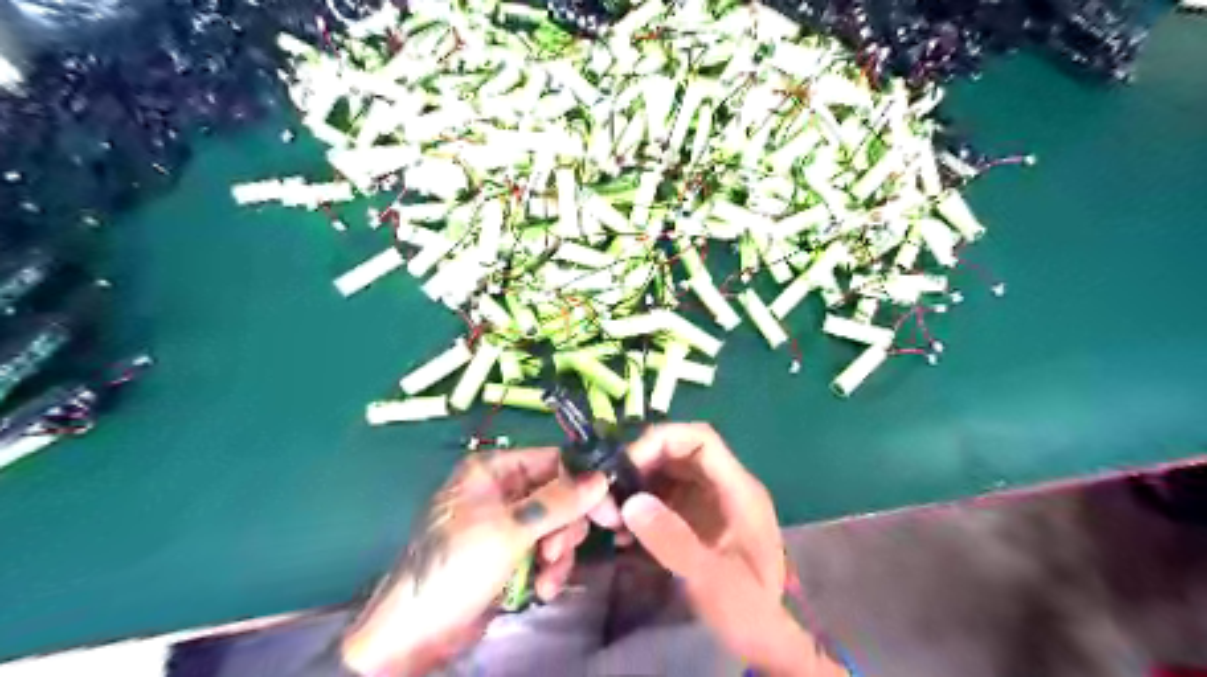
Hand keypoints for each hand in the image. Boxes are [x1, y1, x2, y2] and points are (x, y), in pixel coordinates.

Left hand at [340, 446, 607, 674]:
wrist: (417, 634)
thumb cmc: (458, 566)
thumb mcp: (510, 530)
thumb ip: (558, 502)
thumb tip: (601, 478)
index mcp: (493, 470)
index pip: (551, 460)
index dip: (581, 482)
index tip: (607, 508)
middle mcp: (501, 490)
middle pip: (557, 493)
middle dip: (564, 525)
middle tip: (561, 549)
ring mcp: (505, 523)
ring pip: (554, 523)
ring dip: (558, 551)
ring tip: (548, 574)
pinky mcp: (510, 552)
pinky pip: (544, 548)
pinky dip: (549, 568)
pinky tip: (543, 588)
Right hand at [604, 424, 846, 676]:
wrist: (761, 640)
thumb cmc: (746, 609)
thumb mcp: (712, 579)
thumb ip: (674, 540)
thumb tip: (631, 502)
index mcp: (738, 490)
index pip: (701, 440)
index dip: (662, 440)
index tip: (627, 463)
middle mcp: (723, 487)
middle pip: (679, 454)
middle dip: (642, 465)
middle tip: (610, 491)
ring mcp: (709, 503)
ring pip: (668, 475)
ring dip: (637, 488)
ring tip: (611, 516)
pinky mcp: (695, 521)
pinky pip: (663, 499)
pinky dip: (641, 508)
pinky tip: (622, 533)